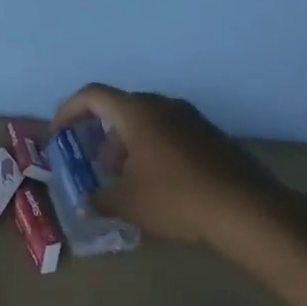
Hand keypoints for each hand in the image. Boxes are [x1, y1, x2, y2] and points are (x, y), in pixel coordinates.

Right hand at [51, 84, 278, 247]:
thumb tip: (88, 202)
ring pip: (149, 123)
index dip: (69, 110)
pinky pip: (172, 134)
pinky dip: (156, 151)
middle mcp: (163, 105)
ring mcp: (192, 118)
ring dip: (131, 146)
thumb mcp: (128, 203)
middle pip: (122, 110)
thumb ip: (101, 199)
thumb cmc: (176, 198)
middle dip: (105, 138)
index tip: (60, 133)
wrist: (246, 209)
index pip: (92, 95)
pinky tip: (163, 186)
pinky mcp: (212, 136)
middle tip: (102, 170)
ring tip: (132, 183)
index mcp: (137, 112)